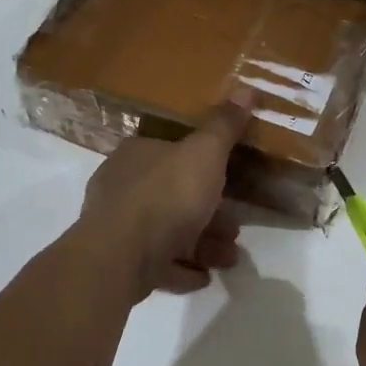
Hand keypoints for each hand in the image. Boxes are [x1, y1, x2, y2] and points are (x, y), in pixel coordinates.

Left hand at [74, 96, 251, 299]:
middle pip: (174, 197)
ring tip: (228, 259)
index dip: (206, 170)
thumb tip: (247, 88)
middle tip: (235, 229)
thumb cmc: (166, 195)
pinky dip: (181, 269)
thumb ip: (224, 126)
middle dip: (210, 214)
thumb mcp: (204, 153)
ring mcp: (118, 228)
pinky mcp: (120, 263)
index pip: (173, 154)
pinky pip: (157, 264)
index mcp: (137, 155)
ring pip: (168, 233)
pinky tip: (202, 277)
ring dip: (202, 245)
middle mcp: (123, 187)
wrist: (122, 255)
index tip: (232, 185)